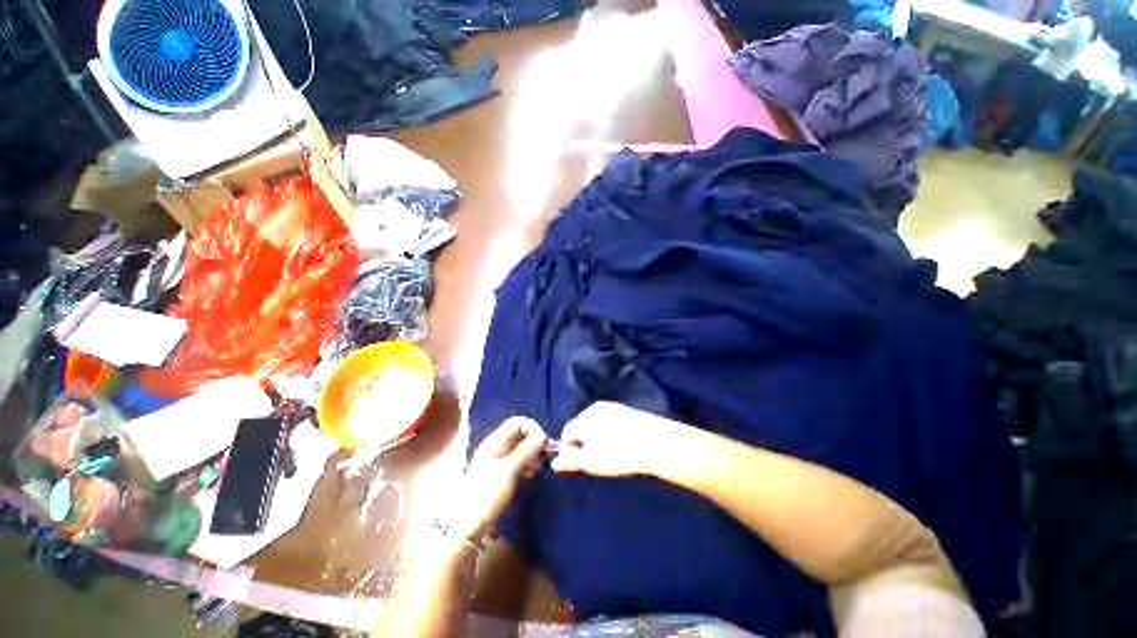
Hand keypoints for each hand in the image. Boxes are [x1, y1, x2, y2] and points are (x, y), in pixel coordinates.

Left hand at [451, 417, 546, 541]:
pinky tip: (531, 475)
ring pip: (518, 448)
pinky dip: (526, 464)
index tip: (544, 443)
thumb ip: (526, 450)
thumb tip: (543, 436)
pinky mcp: (498, 474)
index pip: (517, 422)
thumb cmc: (487, 494)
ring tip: (538, 468)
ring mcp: (495, 460)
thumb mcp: (510, 470)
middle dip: (534, 441)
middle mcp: (495, 447)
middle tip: (545, 456)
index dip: (533, 427)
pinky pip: (515, 461)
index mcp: (495, 441)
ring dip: (531, 454)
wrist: (467, 526)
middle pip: (519, 434)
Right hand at [551, 401, 679, 477]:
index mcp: (583, 418)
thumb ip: (570, 460)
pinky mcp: (627, 409)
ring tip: (612, 451)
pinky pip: (611, 420)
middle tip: (597, 457)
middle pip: (581, 424)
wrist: (656, 442)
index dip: (569, 448)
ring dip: (598, 435)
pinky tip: (623, 442)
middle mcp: (595, 407)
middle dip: (584, 440)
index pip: (566, 432)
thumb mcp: (591, 462)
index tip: (581, 462)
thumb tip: (554, 462)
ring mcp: (612, 406)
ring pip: (596, 422)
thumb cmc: (618, 454)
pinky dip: (611, 430)